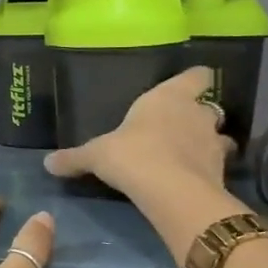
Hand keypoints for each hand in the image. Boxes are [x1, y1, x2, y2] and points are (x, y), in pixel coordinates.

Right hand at [43, 66, 233, 198]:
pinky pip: (217, 164)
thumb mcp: (97, 155)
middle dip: (198, 116)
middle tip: (179, 128)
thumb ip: (74, 158)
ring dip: (208, 143)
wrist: (172, 192)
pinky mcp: (220, 171)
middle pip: (209, 106)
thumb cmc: (133, 155)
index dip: (195, 79)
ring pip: (218, 136)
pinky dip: (208, 169)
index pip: (198, 75)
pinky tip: (192, 179)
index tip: (188, 86)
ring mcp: (213, 142)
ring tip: (190, 156)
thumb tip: (47, 163)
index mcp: (169, 96)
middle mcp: (197, 113)